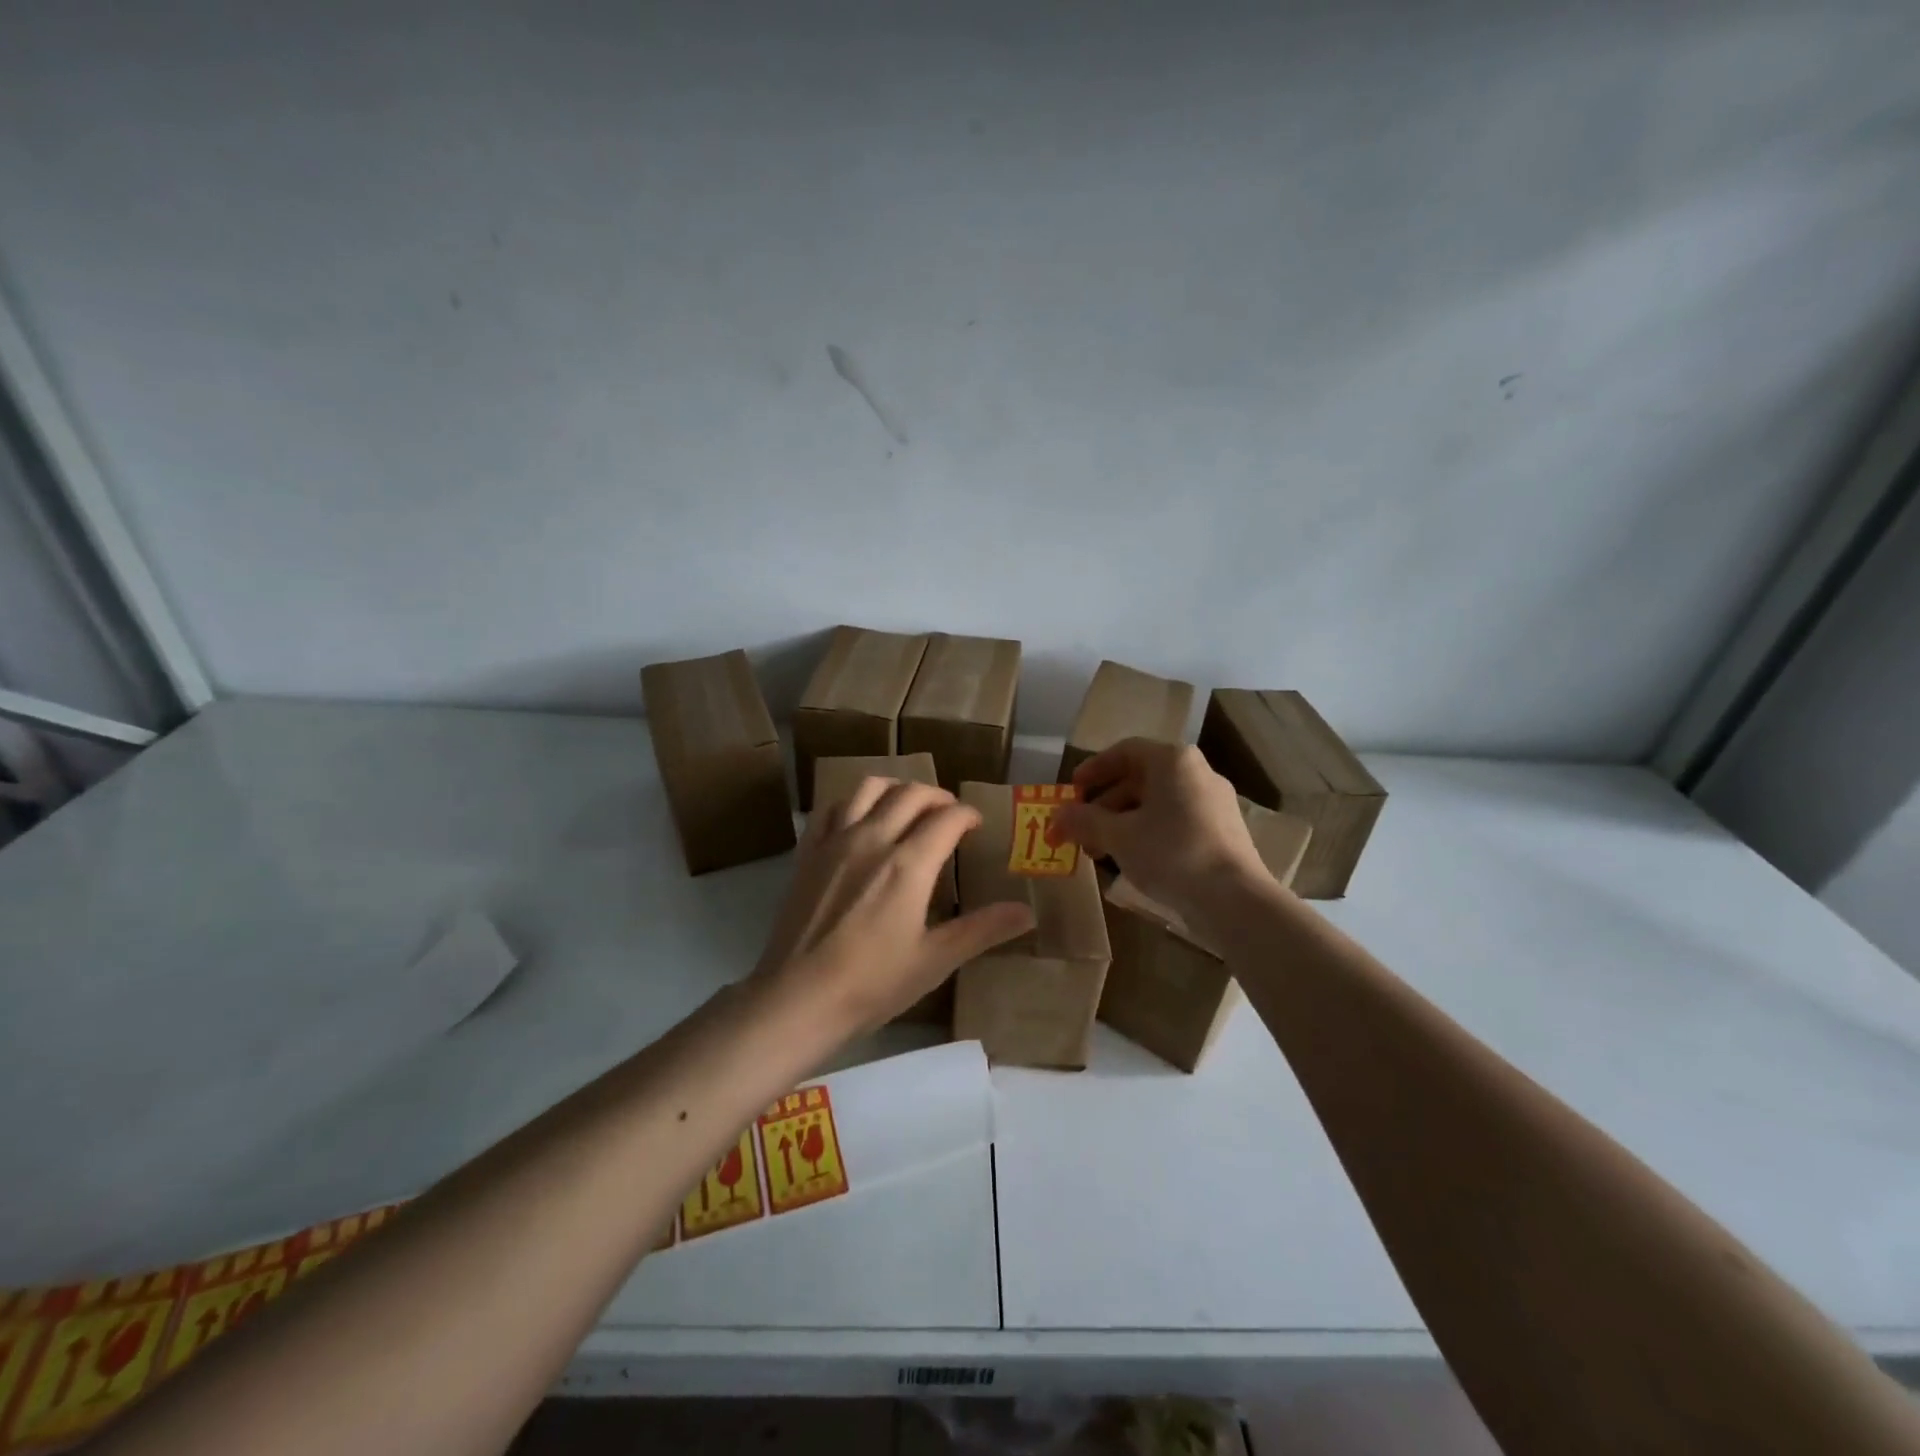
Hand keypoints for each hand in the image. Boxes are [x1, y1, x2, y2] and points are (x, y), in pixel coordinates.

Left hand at [754, 778, 1034, 1032]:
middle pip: (911, 794)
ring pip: (869, 788)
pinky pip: (832, 807)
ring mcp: (835, 841)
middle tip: (950, 814)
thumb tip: (1028, 913)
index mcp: (908, 864)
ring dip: (896, 789)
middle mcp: (872, 839)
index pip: (947, 819)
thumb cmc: (872, 983)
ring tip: (908, 807)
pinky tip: (861, 820)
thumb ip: (982, 930)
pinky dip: (854, 802)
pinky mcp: (808, 852)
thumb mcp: (935, 960)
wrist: (798, 999)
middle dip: (938, 796)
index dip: (968, 814)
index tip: (976, 824)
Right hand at [1049, 739, 1269, 922]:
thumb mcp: (1118, 836)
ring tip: (1099, 852)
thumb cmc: (1171, 853)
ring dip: (1122, 822)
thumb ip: (1083, 821)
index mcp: (1172, 761)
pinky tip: (1132, 860)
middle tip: (1079, 830)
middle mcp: (1196, 772)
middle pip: (1139, 778)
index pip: (1124, 751)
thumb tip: (1056, 816)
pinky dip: (1148, 832)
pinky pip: (1175, 820)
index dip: (1093, 769)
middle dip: (1103, 805)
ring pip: (1156, 803)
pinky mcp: (1222, 830)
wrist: (1234, 898)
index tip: (1071, 791)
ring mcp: (1213, 802)